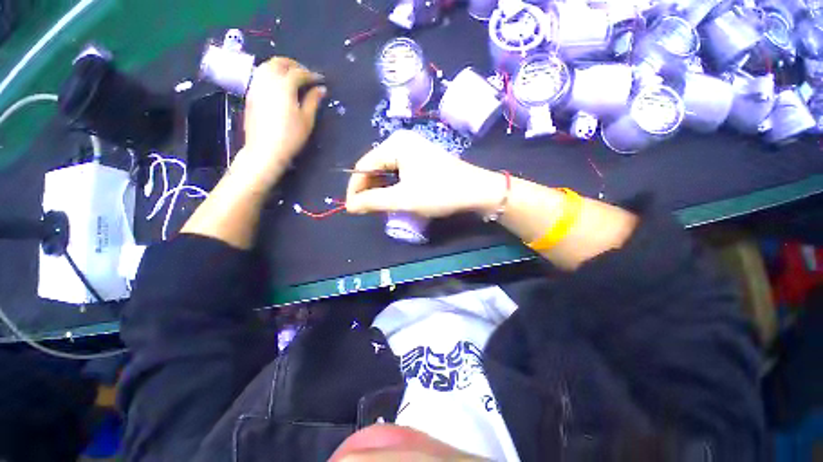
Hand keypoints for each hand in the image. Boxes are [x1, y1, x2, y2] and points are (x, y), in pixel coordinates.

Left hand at [233, 57, 325, 185]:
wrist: (265, 150)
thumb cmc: (290, 137)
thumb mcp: (307, 120)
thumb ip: (313, 101)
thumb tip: (321, 89)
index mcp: (284, 86)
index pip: (298, 73)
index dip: (311, 74)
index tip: (320, 80)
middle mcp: (268, 81)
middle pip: (280, 62)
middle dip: (294, 65)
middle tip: (306, 74)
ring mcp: (256, 86)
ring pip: (267, 65)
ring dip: (281, 67)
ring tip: (292, 77)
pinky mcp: (250, 94)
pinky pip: (260, 75)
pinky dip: (271, 73)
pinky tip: (278, 84)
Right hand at [345, 130, 504, 217]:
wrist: (476, 191)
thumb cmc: (439, 192)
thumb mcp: (403, 199)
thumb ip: (373, 201)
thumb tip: (350, 206)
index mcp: (395, 144)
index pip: (363, 165)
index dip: (355, 188)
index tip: (351, 208)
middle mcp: (402, 141)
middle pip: (375, 166)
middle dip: (369, 189)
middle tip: (367, 209)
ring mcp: (413, 149)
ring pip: (387, 170)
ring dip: (381, 189)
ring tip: (379, 206)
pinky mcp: (422, 159)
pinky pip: (399, 172)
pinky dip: (393, 186)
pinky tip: (394, 197)